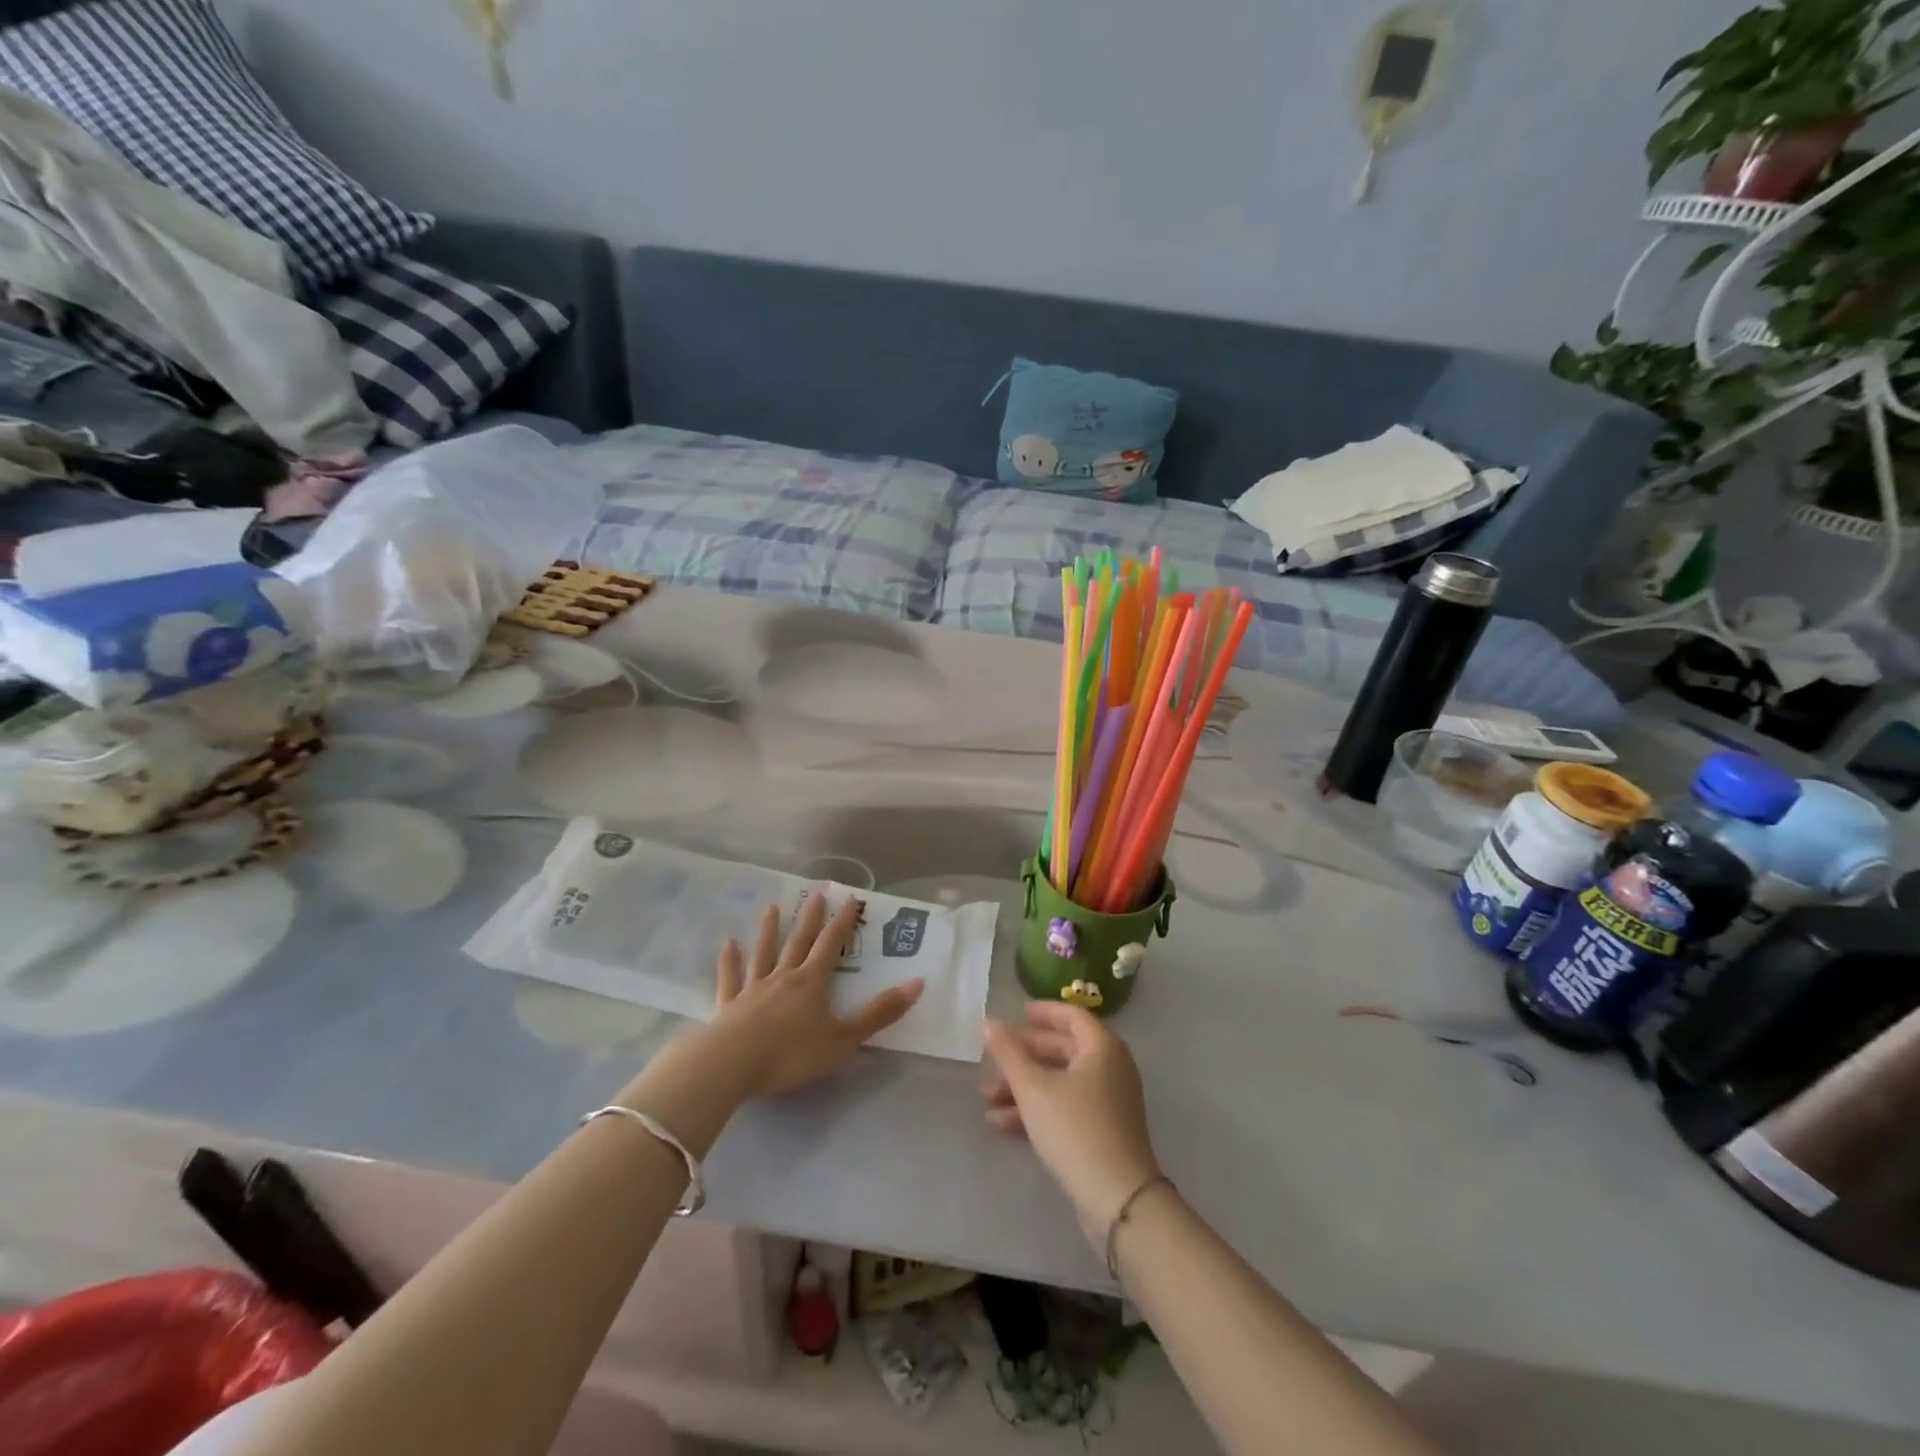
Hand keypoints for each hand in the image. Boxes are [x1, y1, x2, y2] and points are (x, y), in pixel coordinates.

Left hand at [711, 891, 924, 1098]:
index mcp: (812, 982)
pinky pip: (730, 977)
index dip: (843, 922)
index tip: (851, 899)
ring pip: (764, 952)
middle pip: (799, 941)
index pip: (831, 945)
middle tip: (816, 893)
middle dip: (810, 917)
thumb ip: (879, 1013)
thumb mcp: (844, 1039)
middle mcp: (783, 977)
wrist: (731, 1065)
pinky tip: (728, 944)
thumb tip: (917, 983)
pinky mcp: (728, 1005)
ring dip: (769, 930)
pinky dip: (730, 960)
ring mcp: (753, 988)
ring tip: (772, 907)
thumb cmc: (791, 1054)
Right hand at [982, 1002, 1162, 1247]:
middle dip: (1024, 1056)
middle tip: (992, 1059)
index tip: (1019, 1012)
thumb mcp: (1033, 1088)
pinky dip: (1037, 1110)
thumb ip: (1008, 1053)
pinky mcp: (1103, 1132)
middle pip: (1063, 1050)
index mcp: (1102, 1047)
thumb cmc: (1075, 1129)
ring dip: (1024, 1087)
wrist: (1118, 1199)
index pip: (1071, 1016)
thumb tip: (988, 1022)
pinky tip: (1001, 1124)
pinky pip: (1066, 1109)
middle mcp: (1110, 1068)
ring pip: (1060, 1083)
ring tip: (987, 1098)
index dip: (1044, 1012)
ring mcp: (1109, 1102)